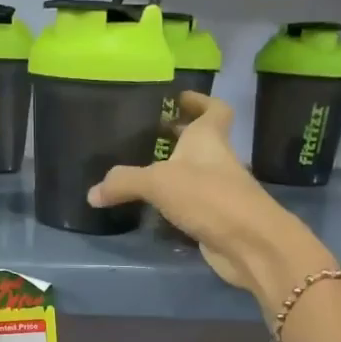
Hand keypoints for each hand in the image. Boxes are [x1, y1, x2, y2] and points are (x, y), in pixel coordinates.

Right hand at [88, 93, 337, 307]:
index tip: (180, 98)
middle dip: (179, 137)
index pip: (214, 110)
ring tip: (141, 172)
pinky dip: (175, 203)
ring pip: (195, 174)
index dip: (200, 101)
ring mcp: (219, 191)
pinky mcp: (216, 219)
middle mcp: (217, 160)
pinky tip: (152, 208)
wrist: (248, 243)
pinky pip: (191, 204)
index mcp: (209, 139)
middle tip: (148, 136)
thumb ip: (124, 183)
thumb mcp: (158, 183)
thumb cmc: (208, 196)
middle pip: (201, 141)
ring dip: (175, 172)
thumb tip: (92, 193)